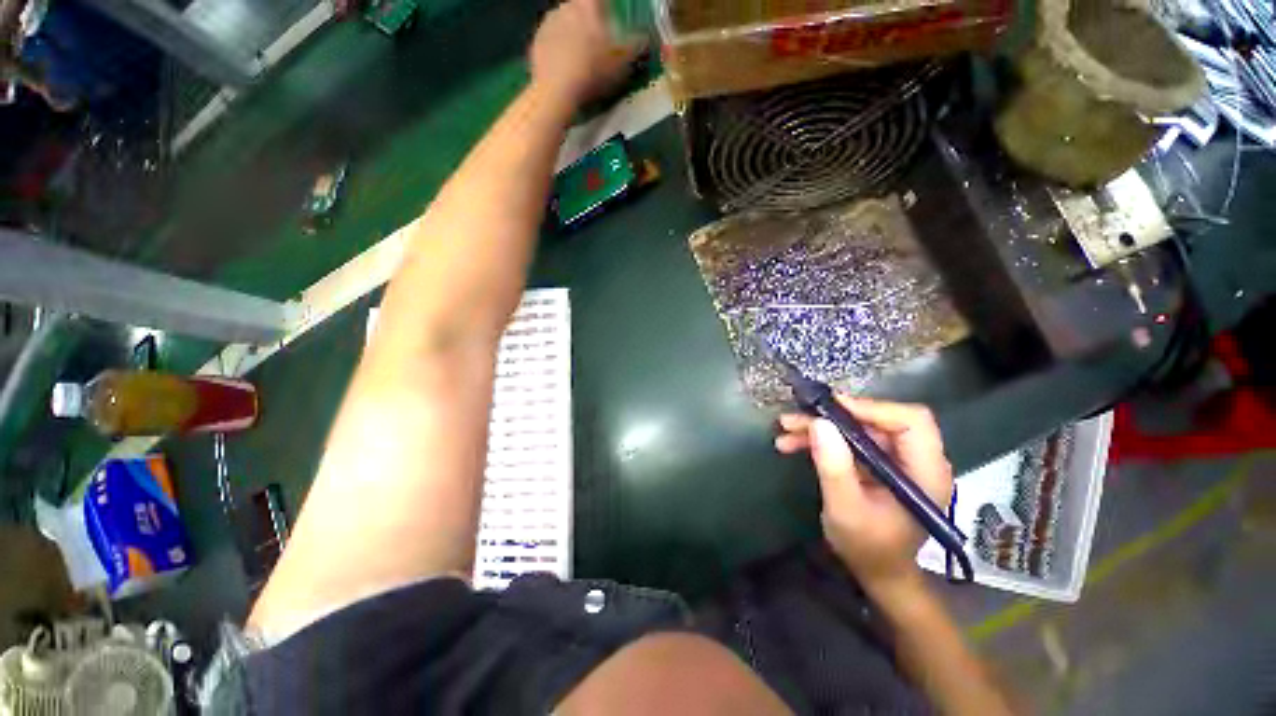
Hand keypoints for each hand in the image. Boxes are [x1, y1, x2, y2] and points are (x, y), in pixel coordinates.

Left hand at [529, 0, 641, 105]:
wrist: (557, 91)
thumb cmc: (594, 71)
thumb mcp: (624, 63)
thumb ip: (636, 46)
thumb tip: (645, 38)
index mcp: (588, 5)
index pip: (601, 0)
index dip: (608, 11)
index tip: (613, 22)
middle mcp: (566, 6)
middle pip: (581, 9)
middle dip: (590, 23)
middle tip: (599, 45)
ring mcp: (547, 23)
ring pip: (564, 24)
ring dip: (573, 37)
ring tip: (582, 60)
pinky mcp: (536, 42)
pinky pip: (551, 42)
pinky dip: (559, 52)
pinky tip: (566, 70)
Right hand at [776, 396, 952, 589]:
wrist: (877, 572)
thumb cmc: (869, 548)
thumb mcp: (846, 510)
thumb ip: (835, 467)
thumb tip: (819, 423)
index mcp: (925, 473)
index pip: (911, 421)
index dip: (872, 408)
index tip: (831, 408)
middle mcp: (916, 460)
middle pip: (878, 420)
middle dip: (833, 417)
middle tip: (796, 418)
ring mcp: (897, 461)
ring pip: (859, 428)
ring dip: (820, 427)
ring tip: (786, 429)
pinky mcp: (879, 463)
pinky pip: (850, 440)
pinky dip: (822, 439)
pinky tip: (793, 443)